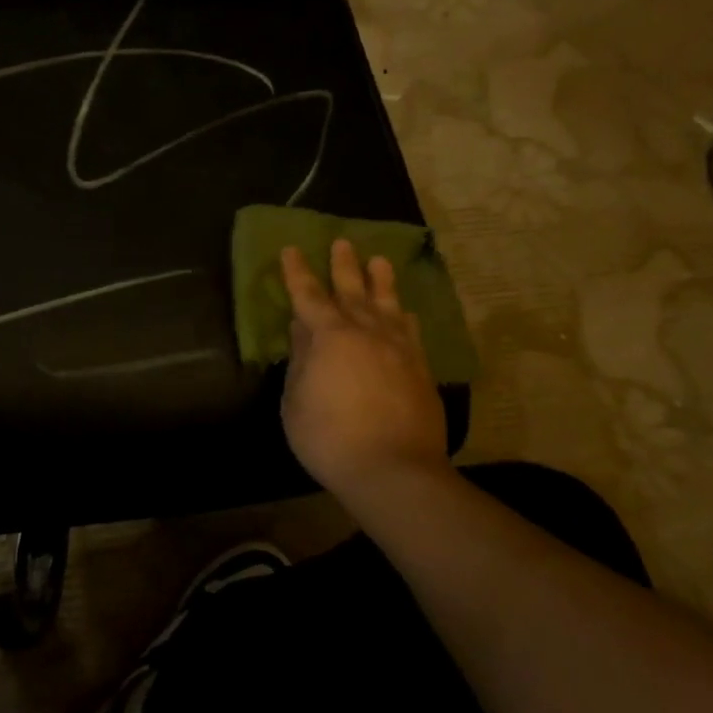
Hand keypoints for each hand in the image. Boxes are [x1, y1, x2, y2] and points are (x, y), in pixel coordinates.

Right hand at [280, 240, 447, 504]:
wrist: (394, 470)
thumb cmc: (330, 438)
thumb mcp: (295, 402)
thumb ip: (300, 361)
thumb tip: (302, 330)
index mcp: (330, 337)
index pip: (308, 295)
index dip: (297, 272)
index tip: (291, 249)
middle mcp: (366, 332)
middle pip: (352, 290)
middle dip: (344, 265)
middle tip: (342, 242)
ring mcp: (398, 349)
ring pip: (388, 305)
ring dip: (381, 281)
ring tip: (379, 260)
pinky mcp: (421, 369)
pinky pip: (411, 332)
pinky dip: (404, 317)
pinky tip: (405, 313)